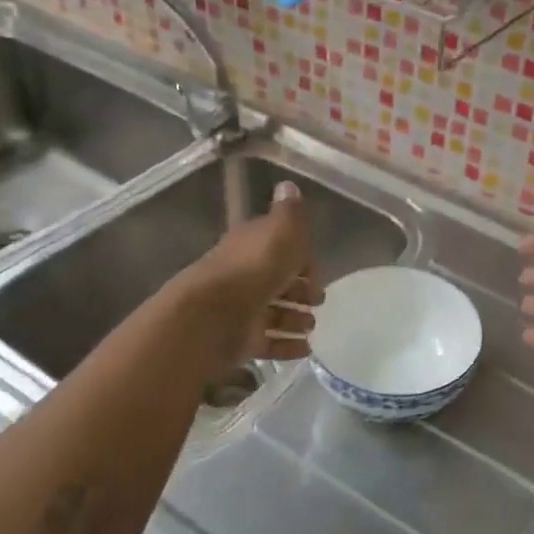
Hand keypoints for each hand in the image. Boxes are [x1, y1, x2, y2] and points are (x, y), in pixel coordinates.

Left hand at [186, 180, 321, 364]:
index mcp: (253, 245)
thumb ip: (290, 213)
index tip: (318, 273)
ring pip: (273, 313)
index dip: (302, 259)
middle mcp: (244, 274)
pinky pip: (268, 341)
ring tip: (310, 326)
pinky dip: (287, 345)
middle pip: (277, 281)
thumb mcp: (282, 231)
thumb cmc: (255, 268)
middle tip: (318, 301)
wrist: (215, 314)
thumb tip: (288, 185)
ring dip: (295, 319)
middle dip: (300, 291)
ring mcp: (241, 309)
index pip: (280, 247)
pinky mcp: (240, 339)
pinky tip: (305, 348)